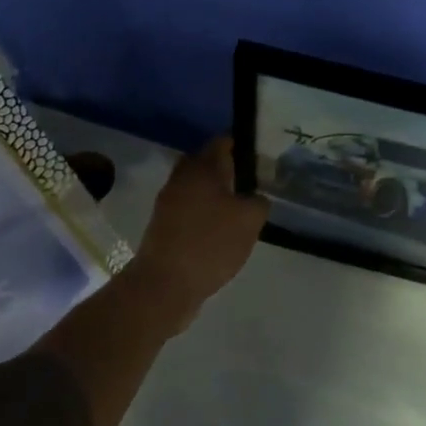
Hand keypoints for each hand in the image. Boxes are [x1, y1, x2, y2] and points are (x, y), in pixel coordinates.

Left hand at [126, 137, 267, 317]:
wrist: (164, 284)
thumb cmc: (210, 243)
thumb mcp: (250, 220)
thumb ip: (259, 201)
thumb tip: (255, 197)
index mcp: (202, 168)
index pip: (223, 141)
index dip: (243, 143)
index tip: (261, 153)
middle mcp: (182, 178)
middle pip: (207, 163)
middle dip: (228, 168)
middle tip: (253, 181)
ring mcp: (169, 202)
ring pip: (197, 187)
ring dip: (216, 193)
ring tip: (241, 207)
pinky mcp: (164, 225)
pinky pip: (190, 208)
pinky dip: (205, 212)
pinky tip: (222, 229)